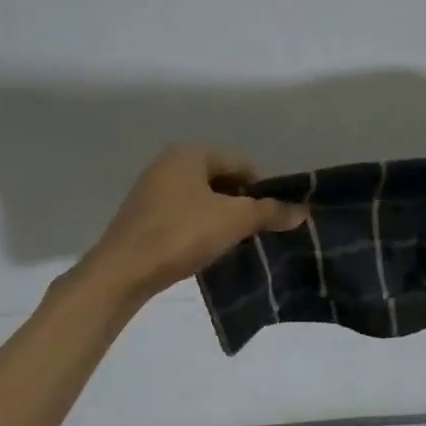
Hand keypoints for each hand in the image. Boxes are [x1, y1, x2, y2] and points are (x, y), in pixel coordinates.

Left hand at [79, 145, 307, 302]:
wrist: (122, 272)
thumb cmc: (181, 234)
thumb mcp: (234, 221)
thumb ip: (269, 212)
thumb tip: (303, 211)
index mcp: (190, 153)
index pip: (241, 163)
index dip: (263, 188)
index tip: (274, 216)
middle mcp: (168, 163)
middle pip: (221, 180)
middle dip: (242, 204)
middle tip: (257, 231)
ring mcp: (152, 190)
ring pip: (202, 199)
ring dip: (222, 218)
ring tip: (236, 243)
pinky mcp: (142, 217)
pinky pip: (183, 215)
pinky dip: (200, 228)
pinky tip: (207, 249)